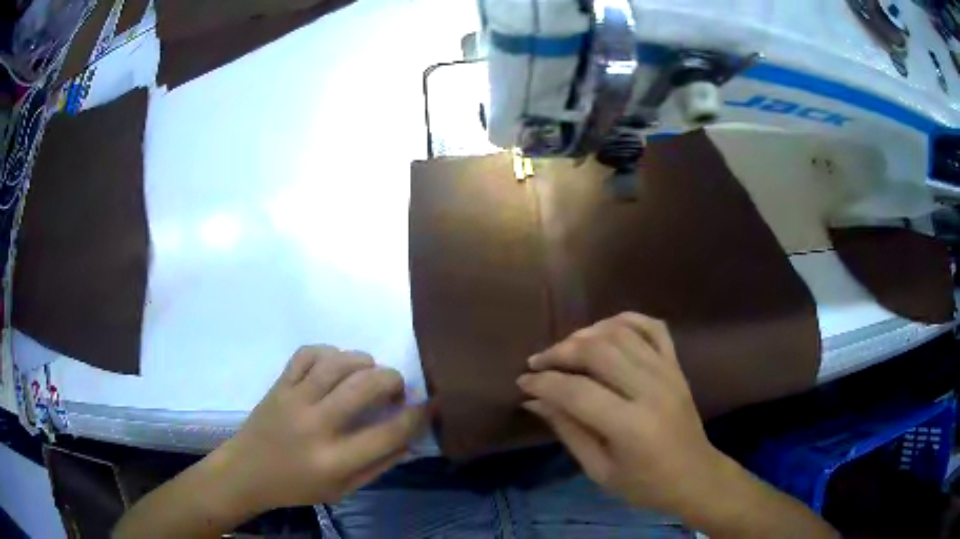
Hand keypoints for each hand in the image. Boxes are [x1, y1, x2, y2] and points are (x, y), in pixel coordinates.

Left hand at [217, 346, 428, 510]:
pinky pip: (307, 353)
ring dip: (364, 361)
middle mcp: (316, 425)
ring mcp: (294, 399)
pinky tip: (336, 364)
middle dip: (393, 380)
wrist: (247, 471)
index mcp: (335, 460)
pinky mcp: (279, 384)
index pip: (389, 432)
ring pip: (338, 363)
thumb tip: (409, 441)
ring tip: (370, 373)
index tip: (430, 405)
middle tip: (397, 389)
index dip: (418, 416)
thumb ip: (378, 466)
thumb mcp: (342, 490)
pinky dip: (329, 352)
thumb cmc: (297, 486)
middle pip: (365, 386)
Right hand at [517, 313, 726, 516]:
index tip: (522, 382)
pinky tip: (604, 330)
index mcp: (631, 427)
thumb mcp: (599, 470)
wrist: (695, 476)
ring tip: (565, 348)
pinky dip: (626, 320)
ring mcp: (668, 373)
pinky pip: (653, 327)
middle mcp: (651, 390)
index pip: (577, 392)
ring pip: (622, 333)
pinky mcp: (677, 366)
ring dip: (586, 334)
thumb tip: (534, 400)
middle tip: (537, 362)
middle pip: (598, 352)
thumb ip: (568, 431)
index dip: (544, 383)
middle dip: (560, 352)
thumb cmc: (645, 485)